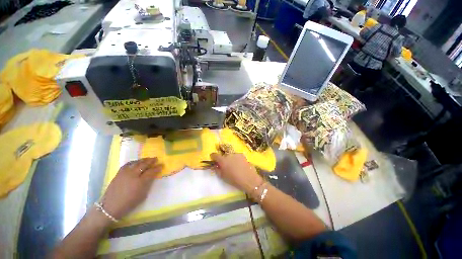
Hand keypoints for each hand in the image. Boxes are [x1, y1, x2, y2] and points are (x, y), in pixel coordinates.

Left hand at [101, 158, 162, 219]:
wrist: (110, 207)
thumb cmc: (129, 203)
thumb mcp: (143, 195)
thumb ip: (148, 184)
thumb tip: (152, 176)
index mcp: (141, 182)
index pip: (151, 171)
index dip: (157, 168)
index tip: (162, 165)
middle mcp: (133, 175)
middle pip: (144, 165)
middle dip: (151, 161)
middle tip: (156, 159)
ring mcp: (125, 173)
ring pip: (136, 163)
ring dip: (143, 160)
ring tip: (148, 159)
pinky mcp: (119, 173)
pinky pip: (128, 164)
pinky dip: (134, 162)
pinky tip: (136, 162)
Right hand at [210, 153, 262, 192]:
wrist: (248, 179)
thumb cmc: (234, 179)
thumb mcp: (222, 176)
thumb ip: (217, 169)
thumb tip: (216, 165)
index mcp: (222, 160)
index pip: (215, 155)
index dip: (213, 156)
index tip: (213, 158)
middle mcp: (228, 155)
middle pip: (223, 155)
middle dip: (223, 159)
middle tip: (225, 165)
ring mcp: (236, 154)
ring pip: (230, 155)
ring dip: (230, 159)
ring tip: (234, 165)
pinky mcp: (242, 155)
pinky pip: (236, 156)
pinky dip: (236, 159)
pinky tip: (239, 164)